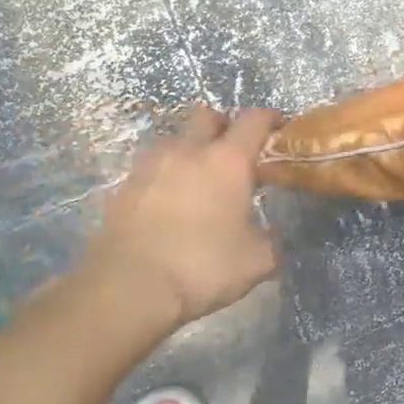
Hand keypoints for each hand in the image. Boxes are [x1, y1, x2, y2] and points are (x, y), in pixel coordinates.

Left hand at [86, 106, 281, 328]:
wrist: (128, 287)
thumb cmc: (202, 267)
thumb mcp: (257, 262)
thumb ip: (270, 241)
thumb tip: (269, 236)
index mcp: (227, 161)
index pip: (254, 120)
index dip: (270, 118)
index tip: (279, 127)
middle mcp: (188, 151)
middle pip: (207, 116)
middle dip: (225, 126)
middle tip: (235, 152)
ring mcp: (150, 166)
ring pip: (175, 140)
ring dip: (191, 150)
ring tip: (200, 180)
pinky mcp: (123, 187)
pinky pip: (152, 169)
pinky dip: (166, 177)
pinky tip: (171, 204)